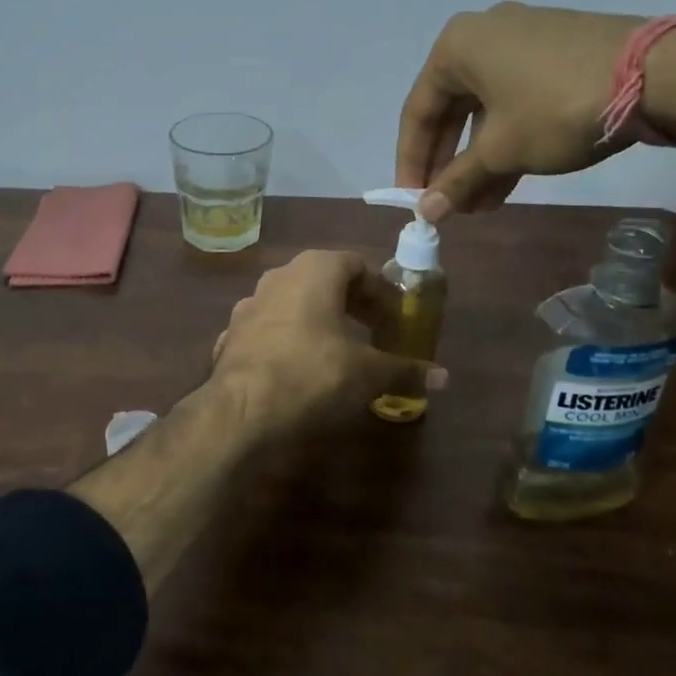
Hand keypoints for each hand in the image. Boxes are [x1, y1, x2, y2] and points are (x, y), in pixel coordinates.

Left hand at [209, 250, 445, 438]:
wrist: (241, 411)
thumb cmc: (312, 374)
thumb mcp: (367, 373)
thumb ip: (405, 369)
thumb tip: (444, 377)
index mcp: (314, 269)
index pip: (356, 264)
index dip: (380, 290)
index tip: (395, 316)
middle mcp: (278, 276)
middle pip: (323, 280)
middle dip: (351, 303)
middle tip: (374, 331)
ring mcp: (249, 304)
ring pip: (293, 303)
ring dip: (317, 320)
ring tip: (337, 350)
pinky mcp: (231, 334)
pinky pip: (269, 330)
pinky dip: (288, 342)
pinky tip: (297, 369)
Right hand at [397, 3, 643, 218]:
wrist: (659, 74)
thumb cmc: (557, 108)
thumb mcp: (502, 150)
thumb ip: (457, 180)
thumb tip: (425, 212)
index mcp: (456, 47)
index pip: (418, 111)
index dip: (412, 161)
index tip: (413, 199)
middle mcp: (483, 34)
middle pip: (452, 108)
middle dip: (449, 162)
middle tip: (447, 203)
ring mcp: (524, 39)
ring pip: (487, 108)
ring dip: (480, 158)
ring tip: (481, 204)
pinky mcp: (557, 51)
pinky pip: (516, 99)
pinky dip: (509, 138)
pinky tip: (510, 179)